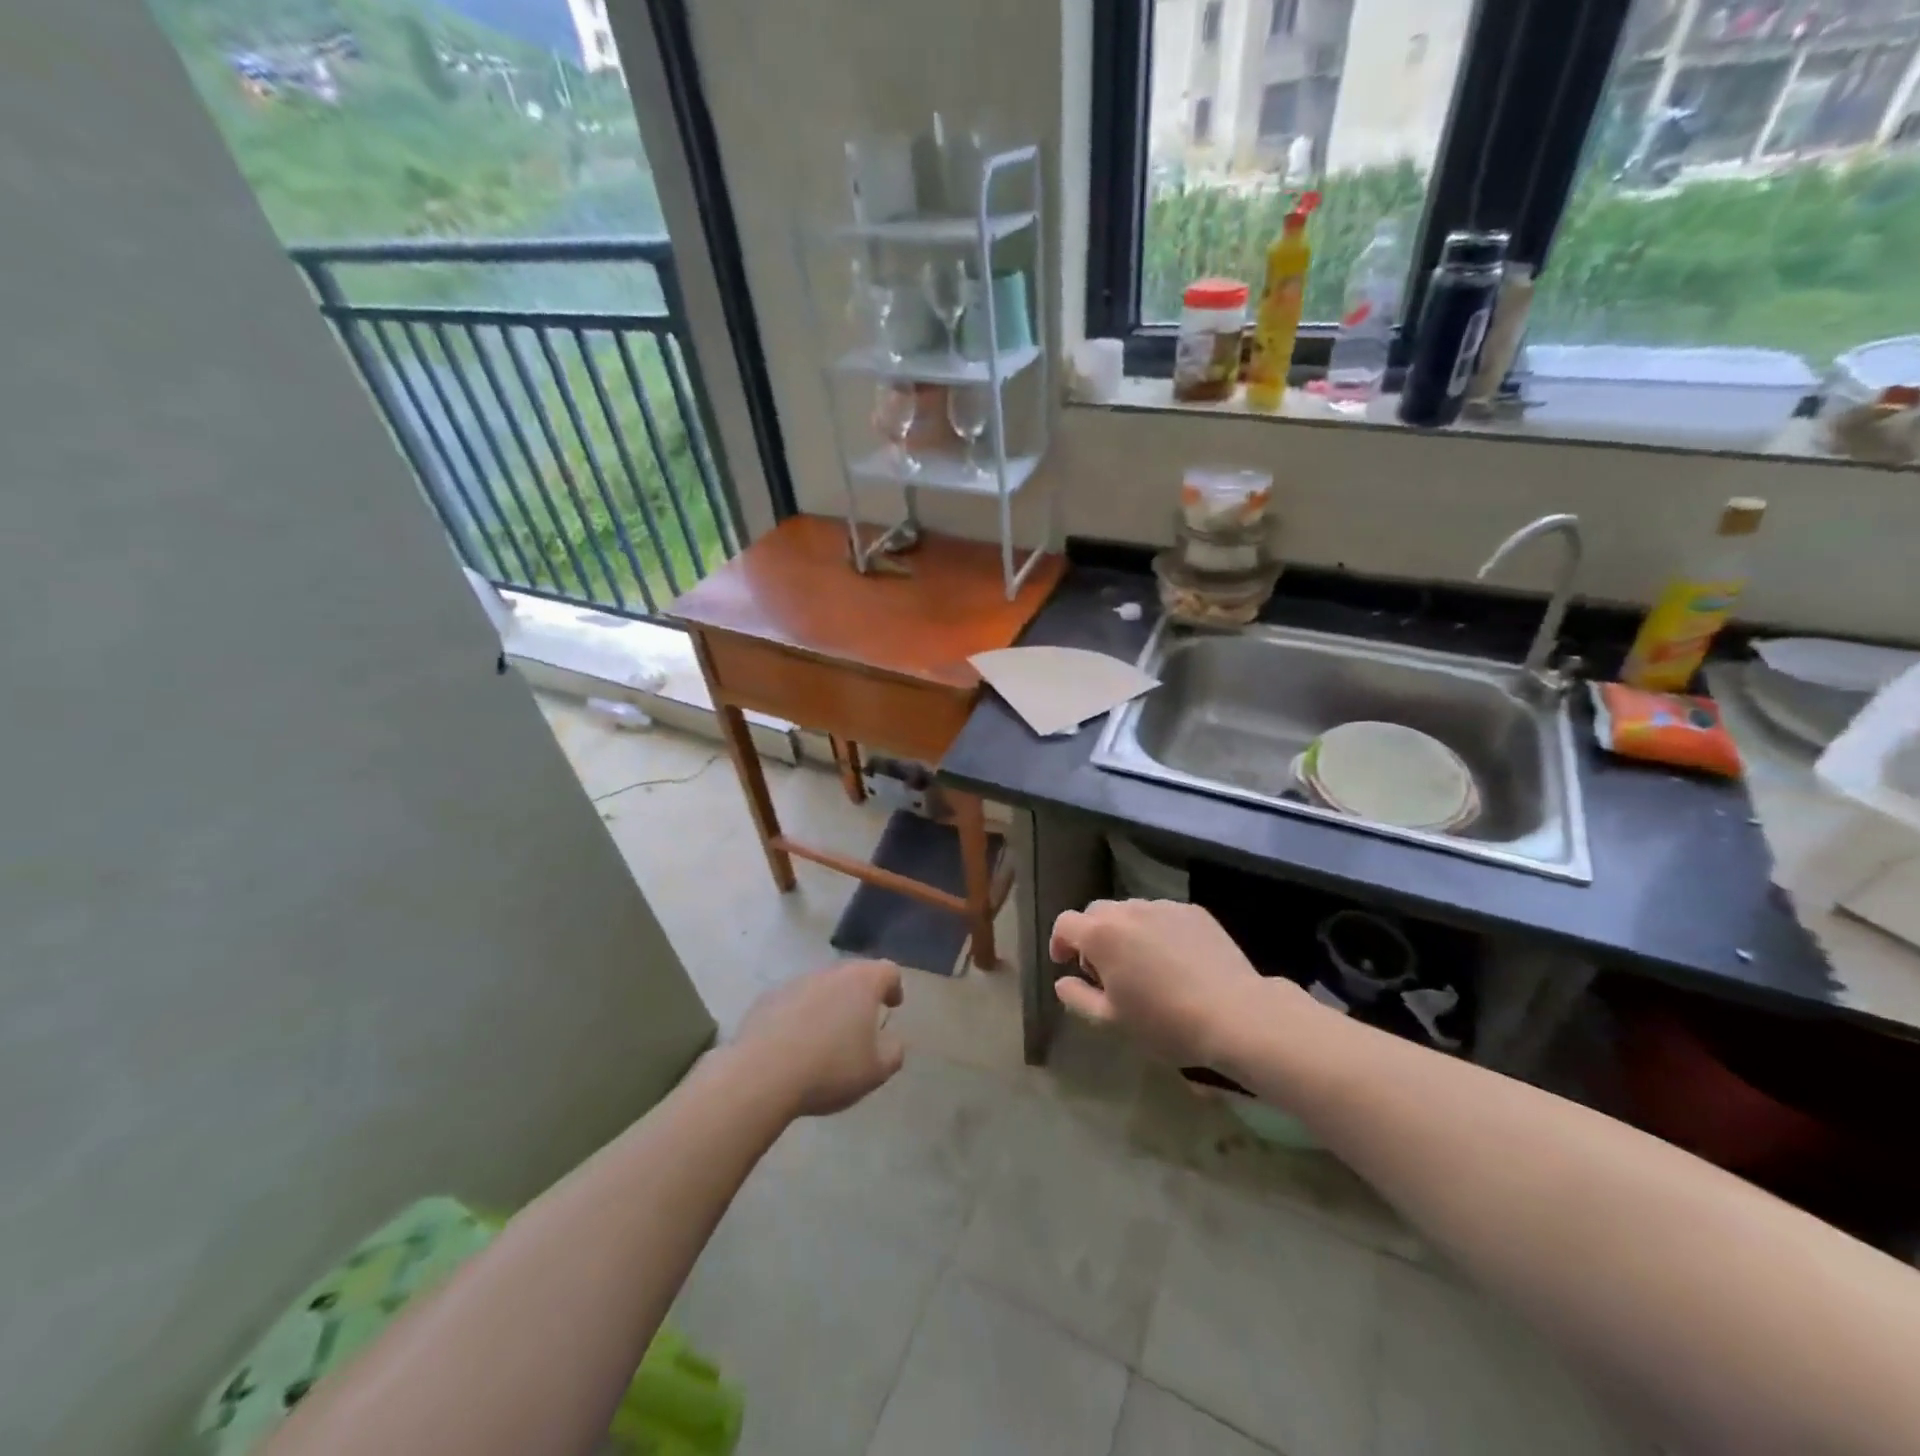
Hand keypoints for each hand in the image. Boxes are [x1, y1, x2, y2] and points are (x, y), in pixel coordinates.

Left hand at [734, 960, 905, 1116]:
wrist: (761, 1075)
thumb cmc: (830, 1068)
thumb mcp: (876, 1070)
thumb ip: (893, 1051)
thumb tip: (890, 1039)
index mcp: (862, 982)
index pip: (888, 971)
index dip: (894, 987)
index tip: (893, 1005)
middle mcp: (830, 973)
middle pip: (853, 974)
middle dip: (860, 994)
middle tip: (862, 1021)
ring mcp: (795, 982)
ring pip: (821, 986)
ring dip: (829, 1004)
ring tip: (826, 1036)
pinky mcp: (767, 998)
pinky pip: (793, 1002)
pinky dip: (800, 1015)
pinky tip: (795, 1044)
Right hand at [1050, 899, 1270, 1066]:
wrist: (1235, 1014)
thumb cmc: (1165, 1022)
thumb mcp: (1111, 1021)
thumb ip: (1077, 997)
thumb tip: (1062, 981)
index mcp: (1101, 934)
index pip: (1065, 923)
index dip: (1060, 942)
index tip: (1066, 964)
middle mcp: (1128, 910)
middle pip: (1096, 913)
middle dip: (1092, 935)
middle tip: (1104, 969)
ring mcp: (1163, 906)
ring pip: (1131, 911)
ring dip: (1125, 931)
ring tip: (1142, 965)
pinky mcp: (1193, 911)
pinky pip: (1162, 915)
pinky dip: (1156, 931)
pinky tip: (1174, 961)